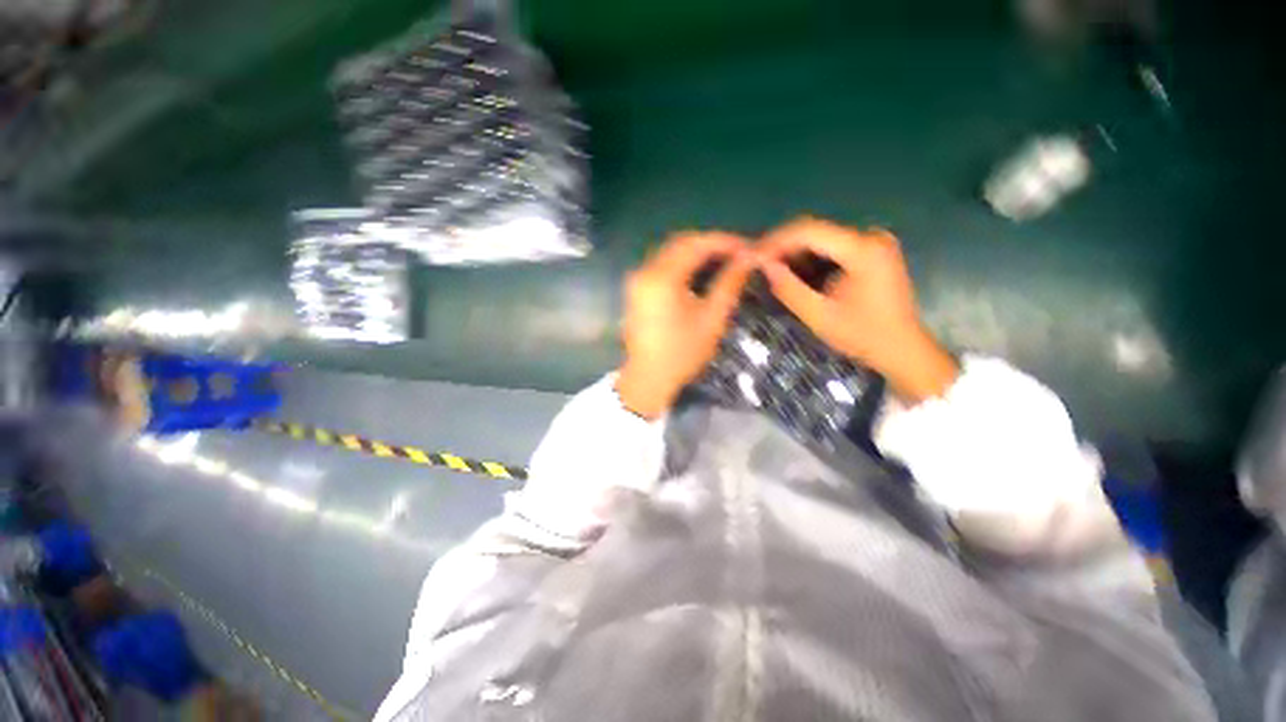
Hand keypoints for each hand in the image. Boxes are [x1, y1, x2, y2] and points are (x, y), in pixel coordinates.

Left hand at [617, 232, 754, 419]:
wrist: (648, 378)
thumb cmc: (682, 353)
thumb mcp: (711, 319)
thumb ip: (729, 284)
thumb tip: (749, 259)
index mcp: (662, 277)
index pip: (696, 244)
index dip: (724, 241)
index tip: (747, 248)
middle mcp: (645, 271)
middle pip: (680, 243)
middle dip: (710, 243)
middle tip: (737, 253)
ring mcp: (637, 279)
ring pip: (669, 252)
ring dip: (695, 251)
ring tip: (722, 260)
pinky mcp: (635, 289)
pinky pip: (661, 264)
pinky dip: (681, 263)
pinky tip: (699, 272)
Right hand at [757, 217, 957, 401]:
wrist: (903, 348)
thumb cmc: (863, 336)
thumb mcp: (819, 316)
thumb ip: (789, 289)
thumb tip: (764, 265)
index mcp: (863, 250)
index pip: (809, 231)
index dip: (776, 241)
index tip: (753, 256)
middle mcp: (870, 237)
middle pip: (815, 231)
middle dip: (782, 246)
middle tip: (756, 262)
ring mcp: (874, 242)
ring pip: (821, 238)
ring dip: (793, 251)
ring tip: (768, 267)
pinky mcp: (872, 251)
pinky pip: (832, 247)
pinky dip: (809, 257)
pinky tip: (793, 270)